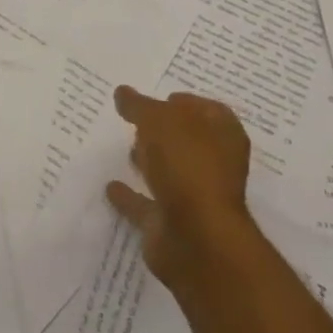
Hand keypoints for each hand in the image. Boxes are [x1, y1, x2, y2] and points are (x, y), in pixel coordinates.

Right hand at [106, 87, 256, 299]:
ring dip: (151, 163)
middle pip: (189, 142)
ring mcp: (194, 197)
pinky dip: (131, 197)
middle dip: (166, 132)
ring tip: (125, 149)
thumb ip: (139, 105)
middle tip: (138, 121)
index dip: (187, 102)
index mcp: (223, 135)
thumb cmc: (187, 166)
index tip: (162, 97)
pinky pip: (147, 204)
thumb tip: (123, 92)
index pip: (208, 111)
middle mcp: (214, 166)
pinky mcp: (172, 224)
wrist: (196, 239)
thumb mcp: (158, 120)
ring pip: (170, 173)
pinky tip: (110, 186)